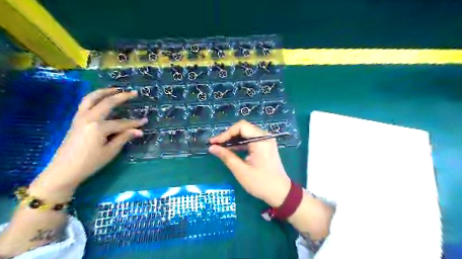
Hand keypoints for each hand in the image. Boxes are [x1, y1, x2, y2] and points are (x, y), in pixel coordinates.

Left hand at [30, 87, 145, 196]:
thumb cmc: (90, 163)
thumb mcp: (110, 151)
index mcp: (98, 127)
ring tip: (115, 89)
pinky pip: (85, 104)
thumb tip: (139, 131)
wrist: (63, 171)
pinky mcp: (75, 120)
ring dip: (104, 92)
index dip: (134, 123)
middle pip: (107, 103)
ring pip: (91, 98)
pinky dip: (94, 98)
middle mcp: (88, 118)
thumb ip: (124, 137)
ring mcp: (80, 118)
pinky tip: (101, 99)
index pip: (121, 123)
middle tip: (133, 93)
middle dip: (121, 97)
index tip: (145, 121)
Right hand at [208, 120, 287, 207]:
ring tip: (220, 148)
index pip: (241, 127)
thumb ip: (226, 156)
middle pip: (243, 129)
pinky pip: (250, 141)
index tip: (215, 143)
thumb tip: (212, 147)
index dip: (226, 133)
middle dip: (228, 136)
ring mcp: (266, 141)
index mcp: (261, 140)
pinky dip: (240, 145)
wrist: (280, 193)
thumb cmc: (260, 183)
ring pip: (246, 134)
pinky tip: (230, 150)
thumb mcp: (240, 170)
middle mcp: (265, 137)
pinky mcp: (265, 147)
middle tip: (215, 145)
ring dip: (233, 140)